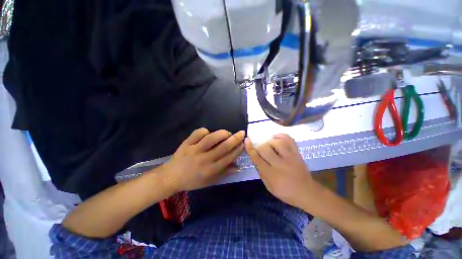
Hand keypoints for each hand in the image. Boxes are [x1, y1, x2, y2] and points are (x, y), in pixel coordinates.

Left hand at [164, 128, 244, 191]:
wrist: (171, 177)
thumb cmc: (193, 180)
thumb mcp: (210, 181)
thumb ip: (224, 173)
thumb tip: (238, 167)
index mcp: (211, 170)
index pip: (229, 157)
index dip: (238, 149)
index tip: (243, 143)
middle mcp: (204, 159)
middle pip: (223, 147)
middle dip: (235, 139)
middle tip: (242, 133)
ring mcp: (194, 150)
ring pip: (212, 138)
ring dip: (222, 133)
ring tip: (228, 133)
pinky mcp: (186, 143)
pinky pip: (198, 133)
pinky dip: (205, 131)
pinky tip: (208, 133)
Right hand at [244, 133, 313, 207]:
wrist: (307, 193)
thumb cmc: (286, 192)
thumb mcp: (269, 187)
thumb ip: (261, 172)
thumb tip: (255, 158)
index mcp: (272, 175)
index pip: (257, 158)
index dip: (250, 148)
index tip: (247, 141)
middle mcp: (280, 164)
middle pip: (265, 148)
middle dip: (259, 147)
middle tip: (259, 149)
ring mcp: (290, 157)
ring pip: (277, 143)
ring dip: (270, 142)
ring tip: (269, 145)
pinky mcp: (297, 154)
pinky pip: (290, 140)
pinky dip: (281, 135)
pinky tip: (276, 137)